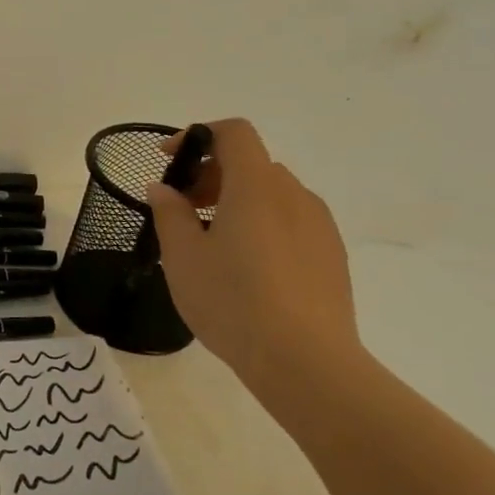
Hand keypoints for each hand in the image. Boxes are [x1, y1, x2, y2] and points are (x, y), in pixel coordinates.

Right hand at [145, 119, 362, 379]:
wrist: (305, 362)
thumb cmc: (232, 300)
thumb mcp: (182, 256)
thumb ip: (169, 213)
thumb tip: (163, 188)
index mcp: (256, 186)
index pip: (234, 133)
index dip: (198, 136)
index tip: (169, 160)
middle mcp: (294, 195)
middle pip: (251, 164)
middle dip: (211, 175)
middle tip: (182, 209)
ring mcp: (319, 226)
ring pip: (272, 194)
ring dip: (237, 201)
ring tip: (211, 242)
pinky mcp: (332, 256)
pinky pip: (291, 221)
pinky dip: (262, 224)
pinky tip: (245, 267)